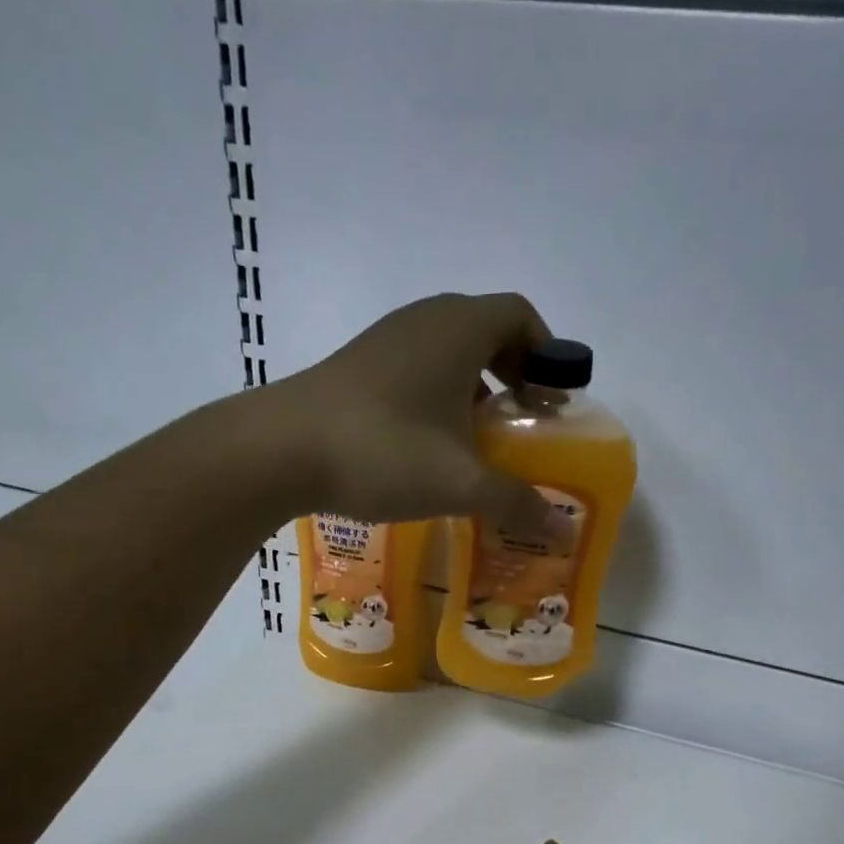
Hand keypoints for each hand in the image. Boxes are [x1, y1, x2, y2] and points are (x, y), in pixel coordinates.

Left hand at [266, 292, 552, 529]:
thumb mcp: (460, 483)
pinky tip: (436, 444)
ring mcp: (387, 340)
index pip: (520, 315)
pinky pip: (418, 368)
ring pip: (449, 351)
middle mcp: (425, 320)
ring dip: (477, 388)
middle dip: (516, 373)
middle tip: (527, 422)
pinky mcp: (360, 366)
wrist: (280, 449)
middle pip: (487, 330)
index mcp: (459, 328)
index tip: (555, 399)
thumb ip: (516, 501)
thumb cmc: (384, 452)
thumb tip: (563, 529)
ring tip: (485, 439)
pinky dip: (441, 396)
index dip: (548, 352)